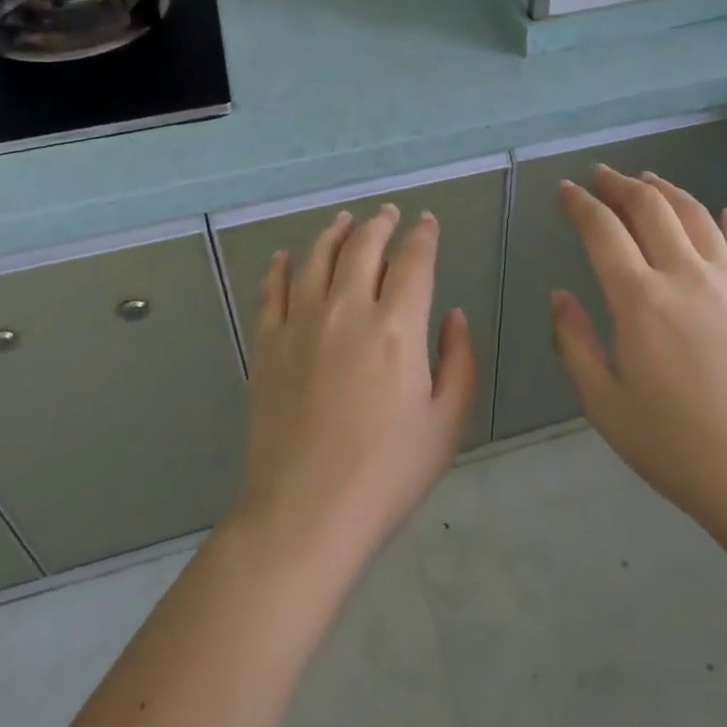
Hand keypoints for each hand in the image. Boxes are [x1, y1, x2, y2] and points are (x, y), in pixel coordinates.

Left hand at [235, 206, 476, 562]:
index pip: (413, 261)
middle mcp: (348, 311)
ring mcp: (301, 324)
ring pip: (317, 258)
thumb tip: (455, 315)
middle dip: (380, 224)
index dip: (423, 236)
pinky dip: (279, 268)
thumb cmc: (386, 474)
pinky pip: (272, 291)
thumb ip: (459, 360)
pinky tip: (284, 257)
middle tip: (388, 214)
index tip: (427, 223)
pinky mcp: (268, 345)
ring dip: (334, 233)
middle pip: (363, 248)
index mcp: (397, 328)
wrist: (305, 513)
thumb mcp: (446, 422)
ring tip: (344, 220)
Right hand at [552, 166, 726, 545]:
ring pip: (696, 215)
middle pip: (650, 208)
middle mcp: (685, 275)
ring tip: (650, 181)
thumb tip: (560, 297)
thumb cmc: (677, 447)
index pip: (603, 231)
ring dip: (668, 191)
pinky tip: (725, 213)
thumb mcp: (604, 405)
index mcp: (640, 299)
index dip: (580, 204)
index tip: (565, 190)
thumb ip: (573, 344)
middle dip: (620, 185)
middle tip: (601, 176)